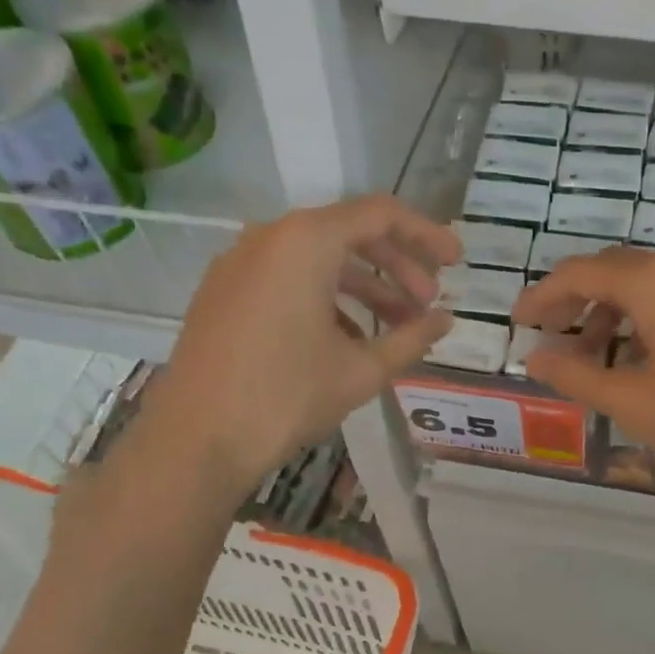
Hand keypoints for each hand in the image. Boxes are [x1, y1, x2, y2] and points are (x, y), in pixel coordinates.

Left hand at [146, 194, 458, 481]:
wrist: (198, 438)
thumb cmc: (287, 396)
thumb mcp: (362, 370)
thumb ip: (412, 338)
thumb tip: (445, 321)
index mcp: (306, 242)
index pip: (381, 215)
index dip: (426, 235)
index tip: (457, 263)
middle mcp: (270, 238)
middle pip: (350, 233)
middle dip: (398, 266)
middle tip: (429, 303)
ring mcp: (241, 263)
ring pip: (319, 259)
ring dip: (365, 286)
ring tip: (398, 326)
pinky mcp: (225, 292)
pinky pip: (289, 278)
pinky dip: (328, 298)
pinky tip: (349, 340)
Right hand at [514, 248, 654, 486]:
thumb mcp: (630, 400)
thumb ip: (574, 375)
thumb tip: (535, 358)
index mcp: (652, 282)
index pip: (580, 273)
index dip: (543, 296)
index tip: (519, 322)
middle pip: (611, 271)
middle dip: (573, 300)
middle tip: (549, 334)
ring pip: (644, 284)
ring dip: (608, 311)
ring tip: (590, 354)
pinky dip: (641, 318)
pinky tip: (638, 356)